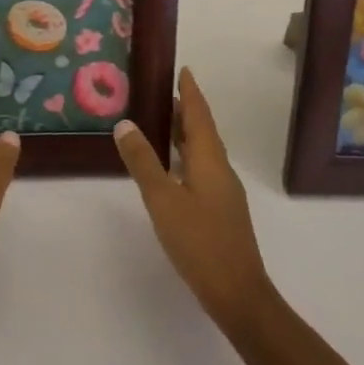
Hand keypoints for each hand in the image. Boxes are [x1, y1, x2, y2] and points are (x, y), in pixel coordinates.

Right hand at [114, 68, 274, 333]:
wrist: (238, 294)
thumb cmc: (200, 242)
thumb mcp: (163, 200)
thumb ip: (143, 162)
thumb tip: (125, 123)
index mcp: (210, 159)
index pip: (198, 115)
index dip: (190, 92)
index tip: (182, 70)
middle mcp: (220, 169)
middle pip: (202, 130)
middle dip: (184, 110)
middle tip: (160, 92)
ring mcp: (223, 191)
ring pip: (202, 151)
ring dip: (184, 134)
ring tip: (161, 123)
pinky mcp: (220, 210)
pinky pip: (201, 169)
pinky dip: (185, 156)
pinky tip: (171, 168)